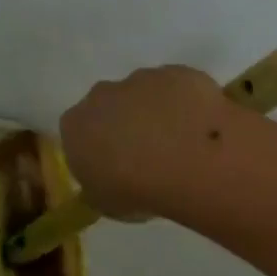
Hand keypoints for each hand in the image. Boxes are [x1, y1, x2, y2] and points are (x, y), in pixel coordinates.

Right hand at [59, 64, 230, 218]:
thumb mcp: (104, 203)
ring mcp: (141, 78)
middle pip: (108, 105)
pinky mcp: (178, 72)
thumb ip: (98, 185)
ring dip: (156, 111)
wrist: (188, 161)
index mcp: (75, 125)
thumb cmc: (136, 190)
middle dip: (123, 123)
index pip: (77, 132)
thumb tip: (103, 180)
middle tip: (146, 153)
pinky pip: (179, 88)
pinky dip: (186, 103)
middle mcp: (102, 95)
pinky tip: (201, 127)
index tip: (113, 165)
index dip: (96, 148)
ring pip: (144, 93)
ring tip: (180, 142)